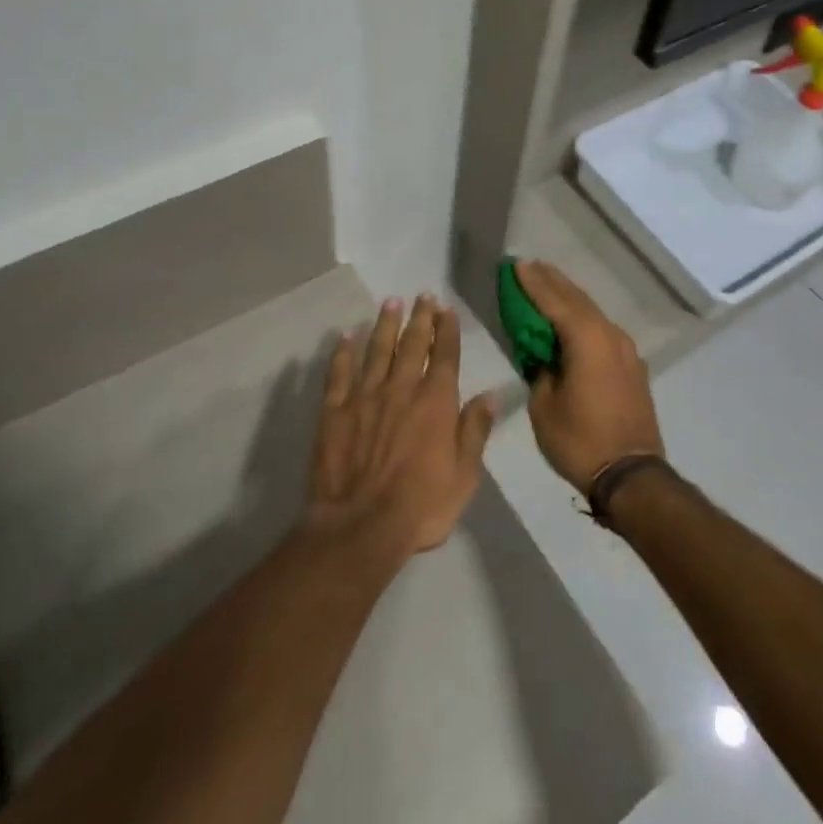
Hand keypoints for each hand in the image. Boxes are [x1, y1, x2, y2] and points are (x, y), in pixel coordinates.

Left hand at [306, 294, 496, 566]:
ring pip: (377, 350)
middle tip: (423, 296)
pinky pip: (339, 373)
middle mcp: (401, 389)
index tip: (446, 309)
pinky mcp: (334, 411)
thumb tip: (488, 396)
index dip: (446, 330)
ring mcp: (364, 397)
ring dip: (385, 325)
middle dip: (420, 318)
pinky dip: (342, 353)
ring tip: (391, 302)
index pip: (444, 356)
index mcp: (435, 402)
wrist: (360, 527)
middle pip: (411, 345)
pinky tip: (345, 336)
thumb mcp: (464, 476)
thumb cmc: (421, 506)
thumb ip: (474, 432)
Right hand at [517, 261, 664, 496]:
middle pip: (577, 299)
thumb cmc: (580, 441)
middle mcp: (610, 335)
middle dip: (552, 282)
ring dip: (569, 298)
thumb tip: (544, 358)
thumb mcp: (544, 406)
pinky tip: (572, 321)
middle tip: (530, 266)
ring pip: (592, 313)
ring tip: (548, 284)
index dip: (533, 283)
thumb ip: (540, 371)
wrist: (631, 476)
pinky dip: (583, 319)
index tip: (516, 265)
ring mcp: (626, 350)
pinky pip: (602, 331)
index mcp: (587, 340)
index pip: (554, 302)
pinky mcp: (631, 366)